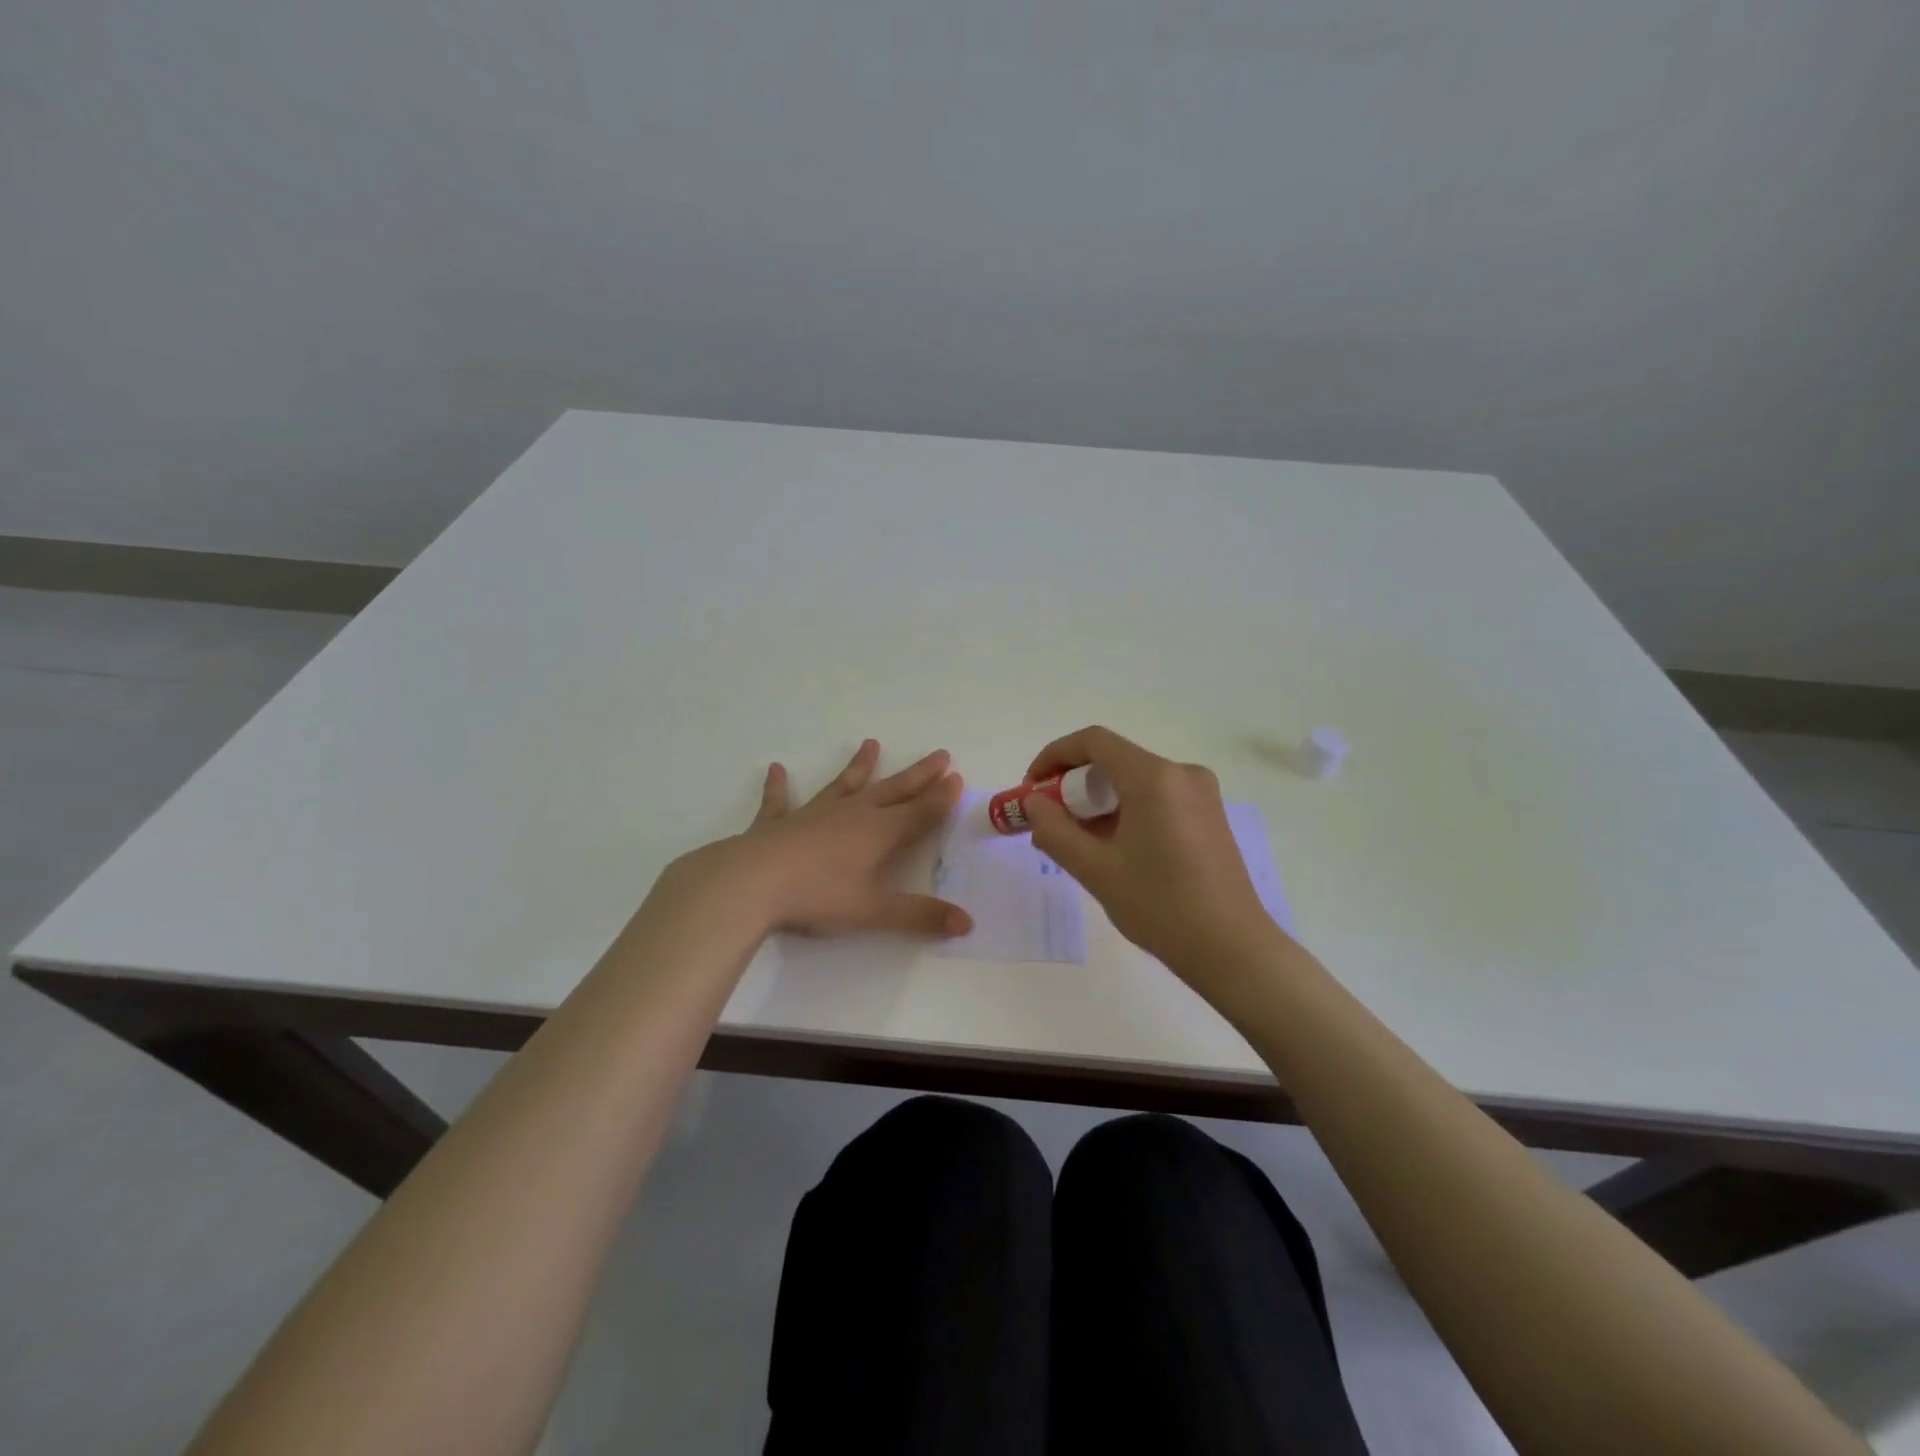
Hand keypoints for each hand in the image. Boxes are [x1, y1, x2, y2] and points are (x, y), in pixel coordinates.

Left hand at [672, 739, 972, 938]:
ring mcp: (814, 814)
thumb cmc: (819, 896)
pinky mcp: (778, 823)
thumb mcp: (874, 911)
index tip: (957, 778)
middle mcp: (852, 814)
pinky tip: (776, 769)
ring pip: (844, 785)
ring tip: (871, 744)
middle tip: (939, 754)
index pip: (919, 812)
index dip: (941, 798)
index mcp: (879, 833)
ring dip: (859, 766)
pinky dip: (779, 786)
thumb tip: (968, 924)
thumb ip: (920, 916)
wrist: (753, 883)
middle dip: (918, 775)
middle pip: (893, 790)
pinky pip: (780, 801)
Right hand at [1022, 726, 1279, 975]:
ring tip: (1076, 842)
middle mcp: (1182, 773)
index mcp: (1154, 778)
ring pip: (1134, 781)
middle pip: (1114, 760)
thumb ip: (1055, 830)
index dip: (1053, 756)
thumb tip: (1034, 804)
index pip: (1093, 742)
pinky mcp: (1209, 815)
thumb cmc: (1160, 907)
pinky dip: (1126, 811)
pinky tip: (1112, 848)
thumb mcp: (1096, 870)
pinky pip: (1156, 797)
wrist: (1232, 949)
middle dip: (1074, 785)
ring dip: (1099, 801)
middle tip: (1049, 821)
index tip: (1031, 789)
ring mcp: (1201, 793)